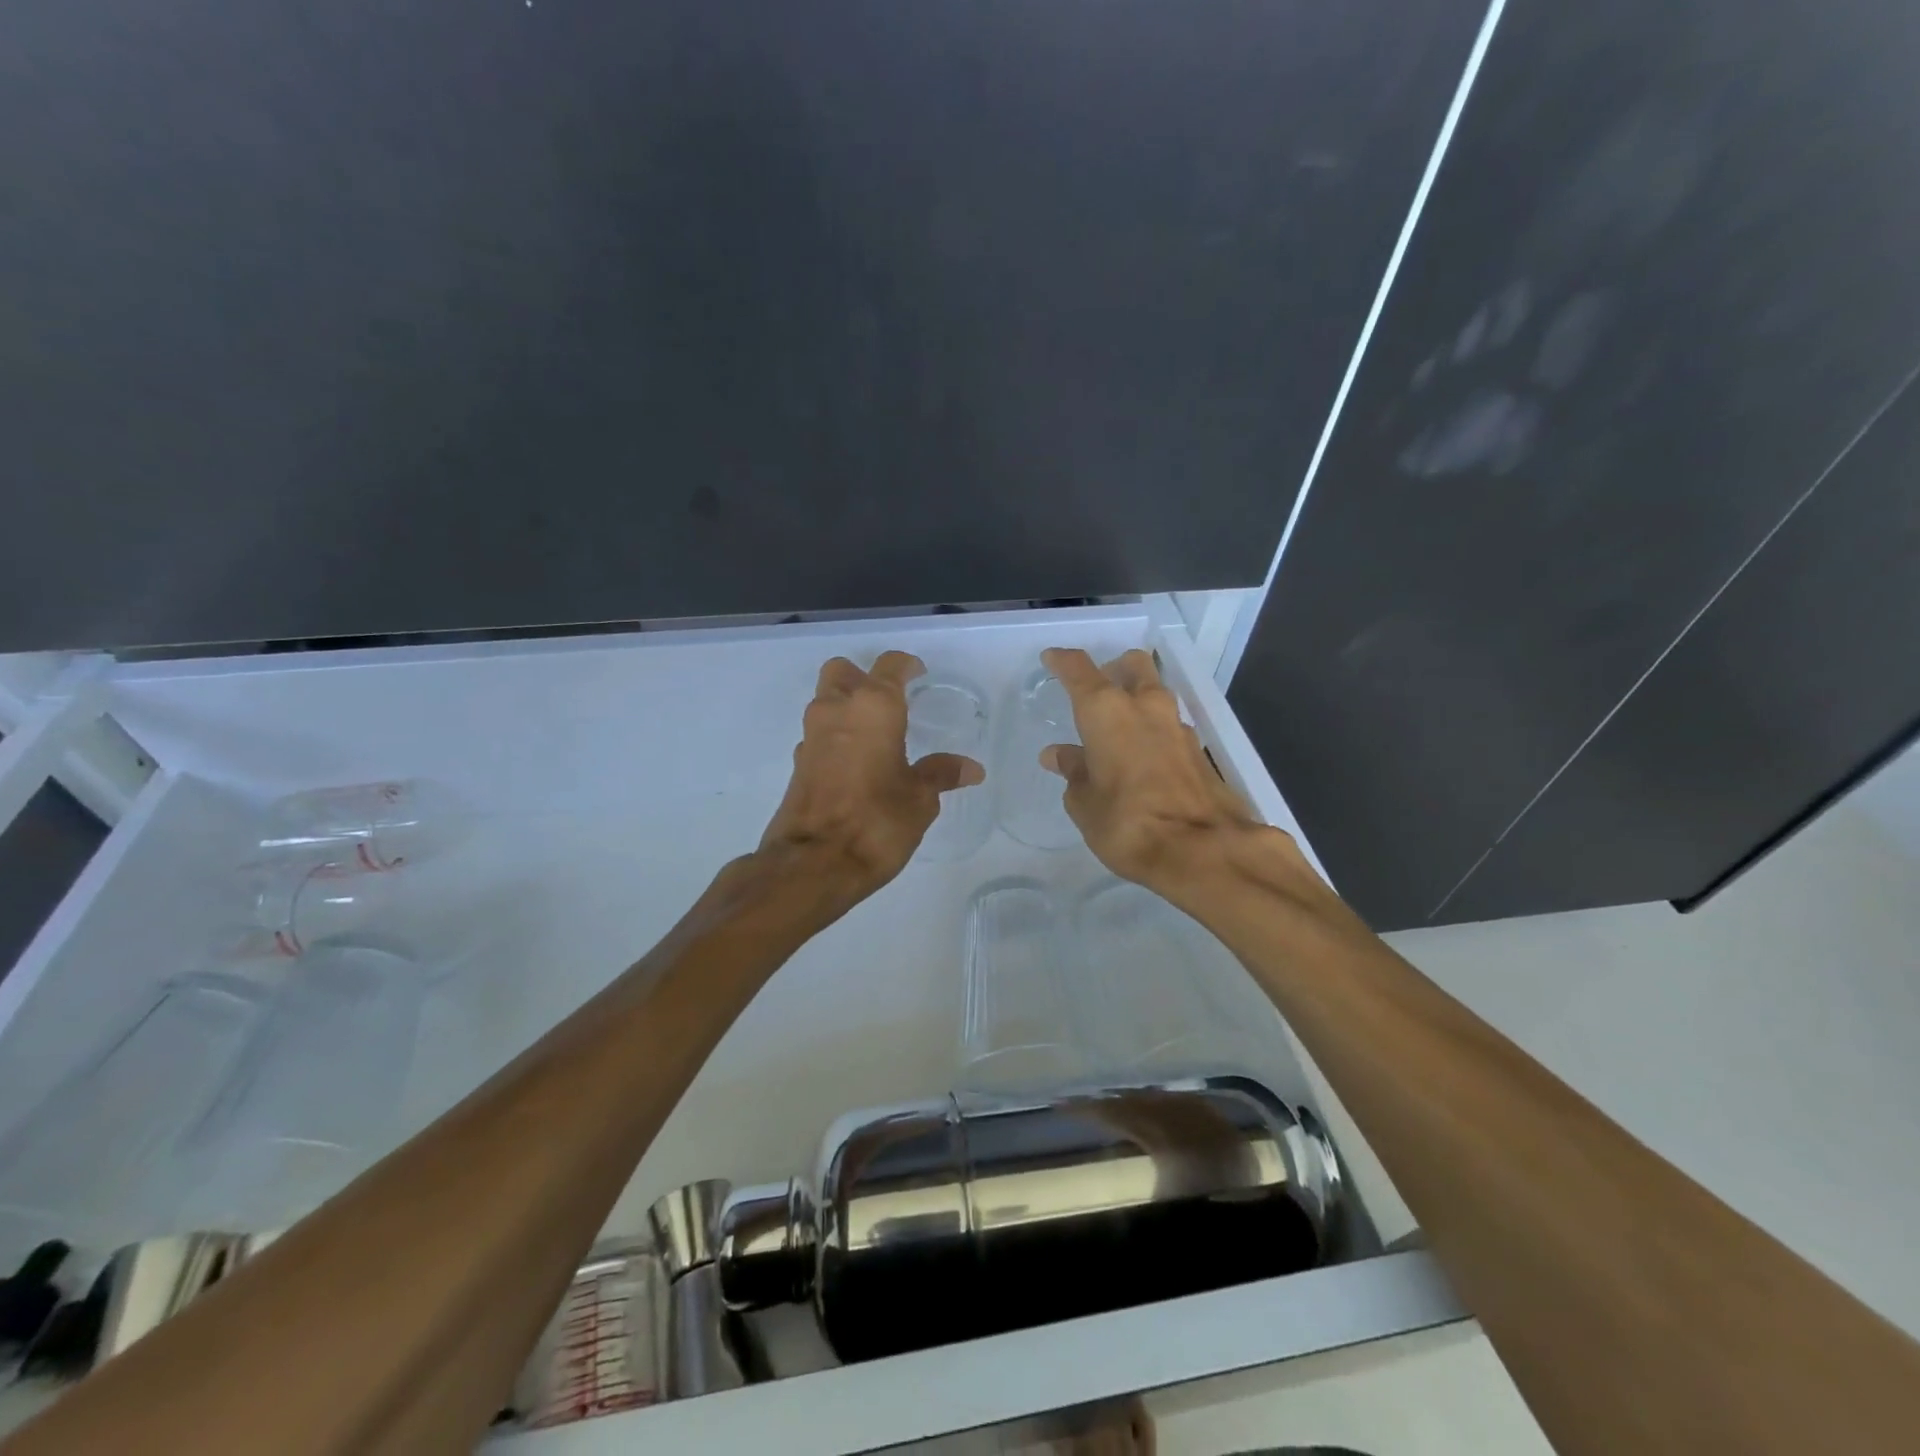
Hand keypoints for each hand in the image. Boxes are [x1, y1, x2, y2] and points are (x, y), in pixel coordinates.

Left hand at [758, 652, 984, 900]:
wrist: (814, 863)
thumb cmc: (877, 821)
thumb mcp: (920, 799)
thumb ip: (942, 774)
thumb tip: (971, 768)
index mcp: (873, 707)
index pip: (889, 666)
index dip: (906, 666)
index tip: (919, 674)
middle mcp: (836, 710)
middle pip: (843, 672)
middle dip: (864, 678)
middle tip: (890, 701)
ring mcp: (812, 736)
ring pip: (826, 700)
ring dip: (847, 707)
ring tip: (878, 734)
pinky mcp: (798, 763)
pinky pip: (820, 734)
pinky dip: (836, 737)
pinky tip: (857, 763)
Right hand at [1039, 647, 1309, 906]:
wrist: (1203, 850)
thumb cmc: (1127, 823)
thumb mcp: (1084, 803)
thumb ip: (1073, 772)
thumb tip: (1060, 754)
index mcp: (1106, 710)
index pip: (1078, 670)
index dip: (1062, 661)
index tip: (1051, 659)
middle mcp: (1144, 706)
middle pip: (1132, 666)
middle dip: (1114, 670)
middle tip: (1096, 693)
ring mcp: (1177, 726)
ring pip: (1155, 693)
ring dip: (1137, 701)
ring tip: (1117, 732)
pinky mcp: (1199, 750)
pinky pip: (1169, 726)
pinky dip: (1153, 731)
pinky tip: (1142, 759)